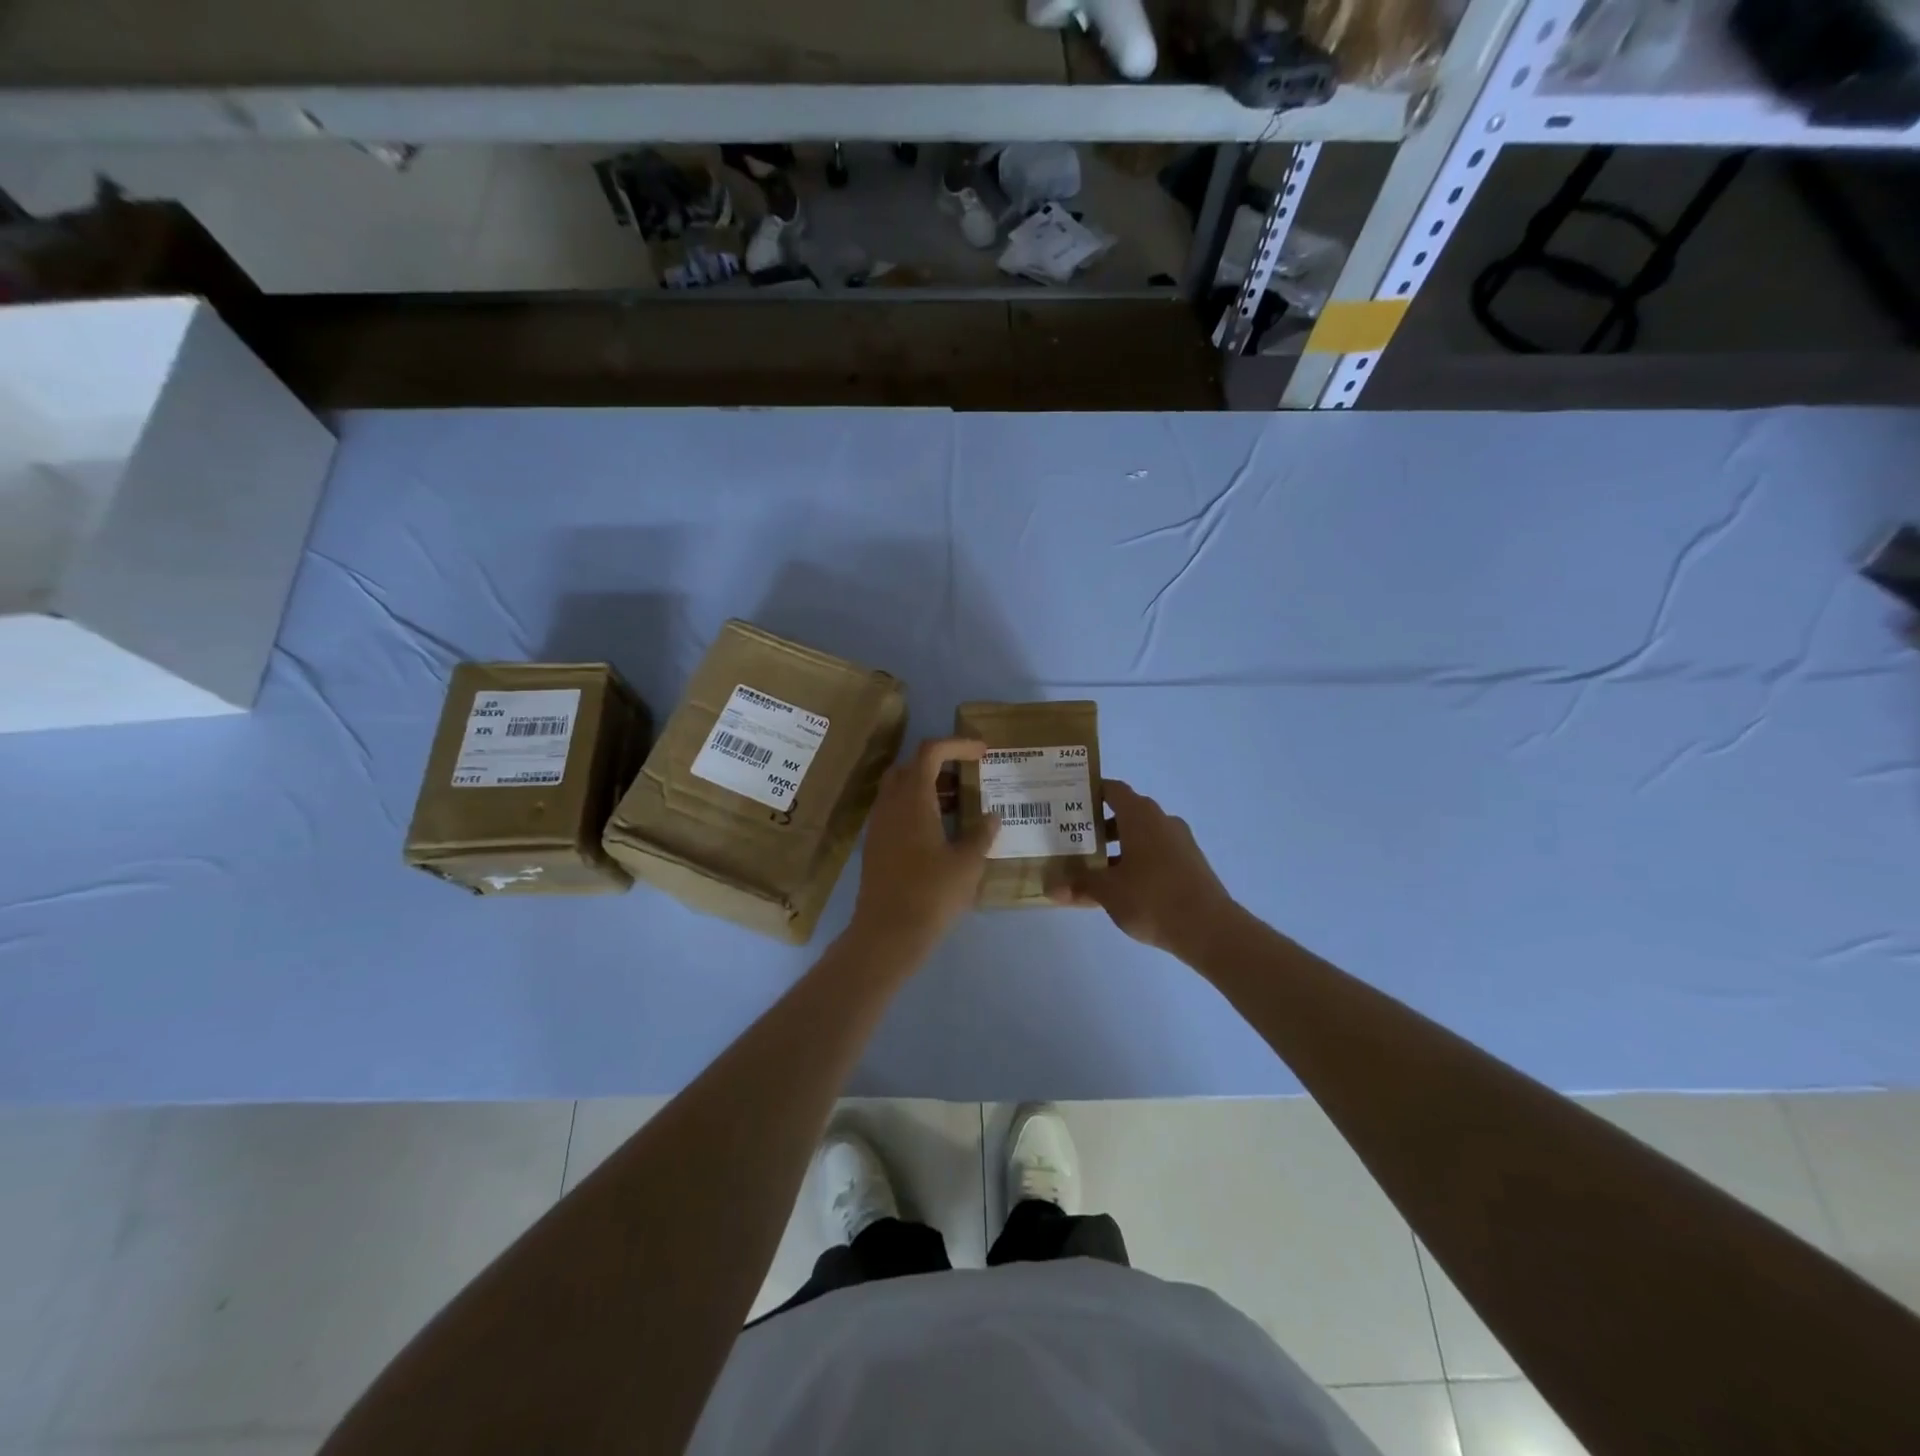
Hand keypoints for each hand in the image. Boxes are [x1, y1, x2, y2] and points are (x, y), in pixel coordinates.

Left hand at [849, 737, 998, 959]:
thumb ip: (981, 833)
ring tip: (960, 804)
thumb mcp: (968, 863)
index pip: (930, 752)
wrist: (887, 933)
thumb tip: (991, 817)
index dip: (957, 745)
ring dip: (929, 787)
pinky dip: (918, 807)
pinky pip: (896, 810)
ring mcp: (879, 824)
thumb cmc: (931, 893)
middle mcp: (890, 804)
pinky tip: (941, 831)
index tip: (982, 752)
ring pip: (901, 789)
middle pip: (911, 766)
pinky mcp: (875, 844)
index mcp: (912, 798)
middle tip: (968, 776)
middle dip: (940, 763)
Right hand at [1050, 779, 1237, 957]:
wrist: (1210, 929)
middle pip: (1126, 813)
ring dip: (1118, 847)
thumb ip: (1079, 884)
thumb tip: (1051, 887)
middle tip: (1073, 840)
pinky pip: (1156, 853)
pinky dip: (1136, 861)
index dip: (1090, 792)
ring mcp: (1180, 842)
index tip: (1069, 803)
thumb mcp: (1108, 891)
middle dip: (1099, 826)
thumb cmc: (1152, 898)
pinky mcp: (1190, 864)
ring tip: (1093, 869)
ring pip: (1141, 836)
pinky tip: (1122, 887)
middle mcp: (1162, 821)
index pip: (1112, 790)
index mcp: (1140, 816)